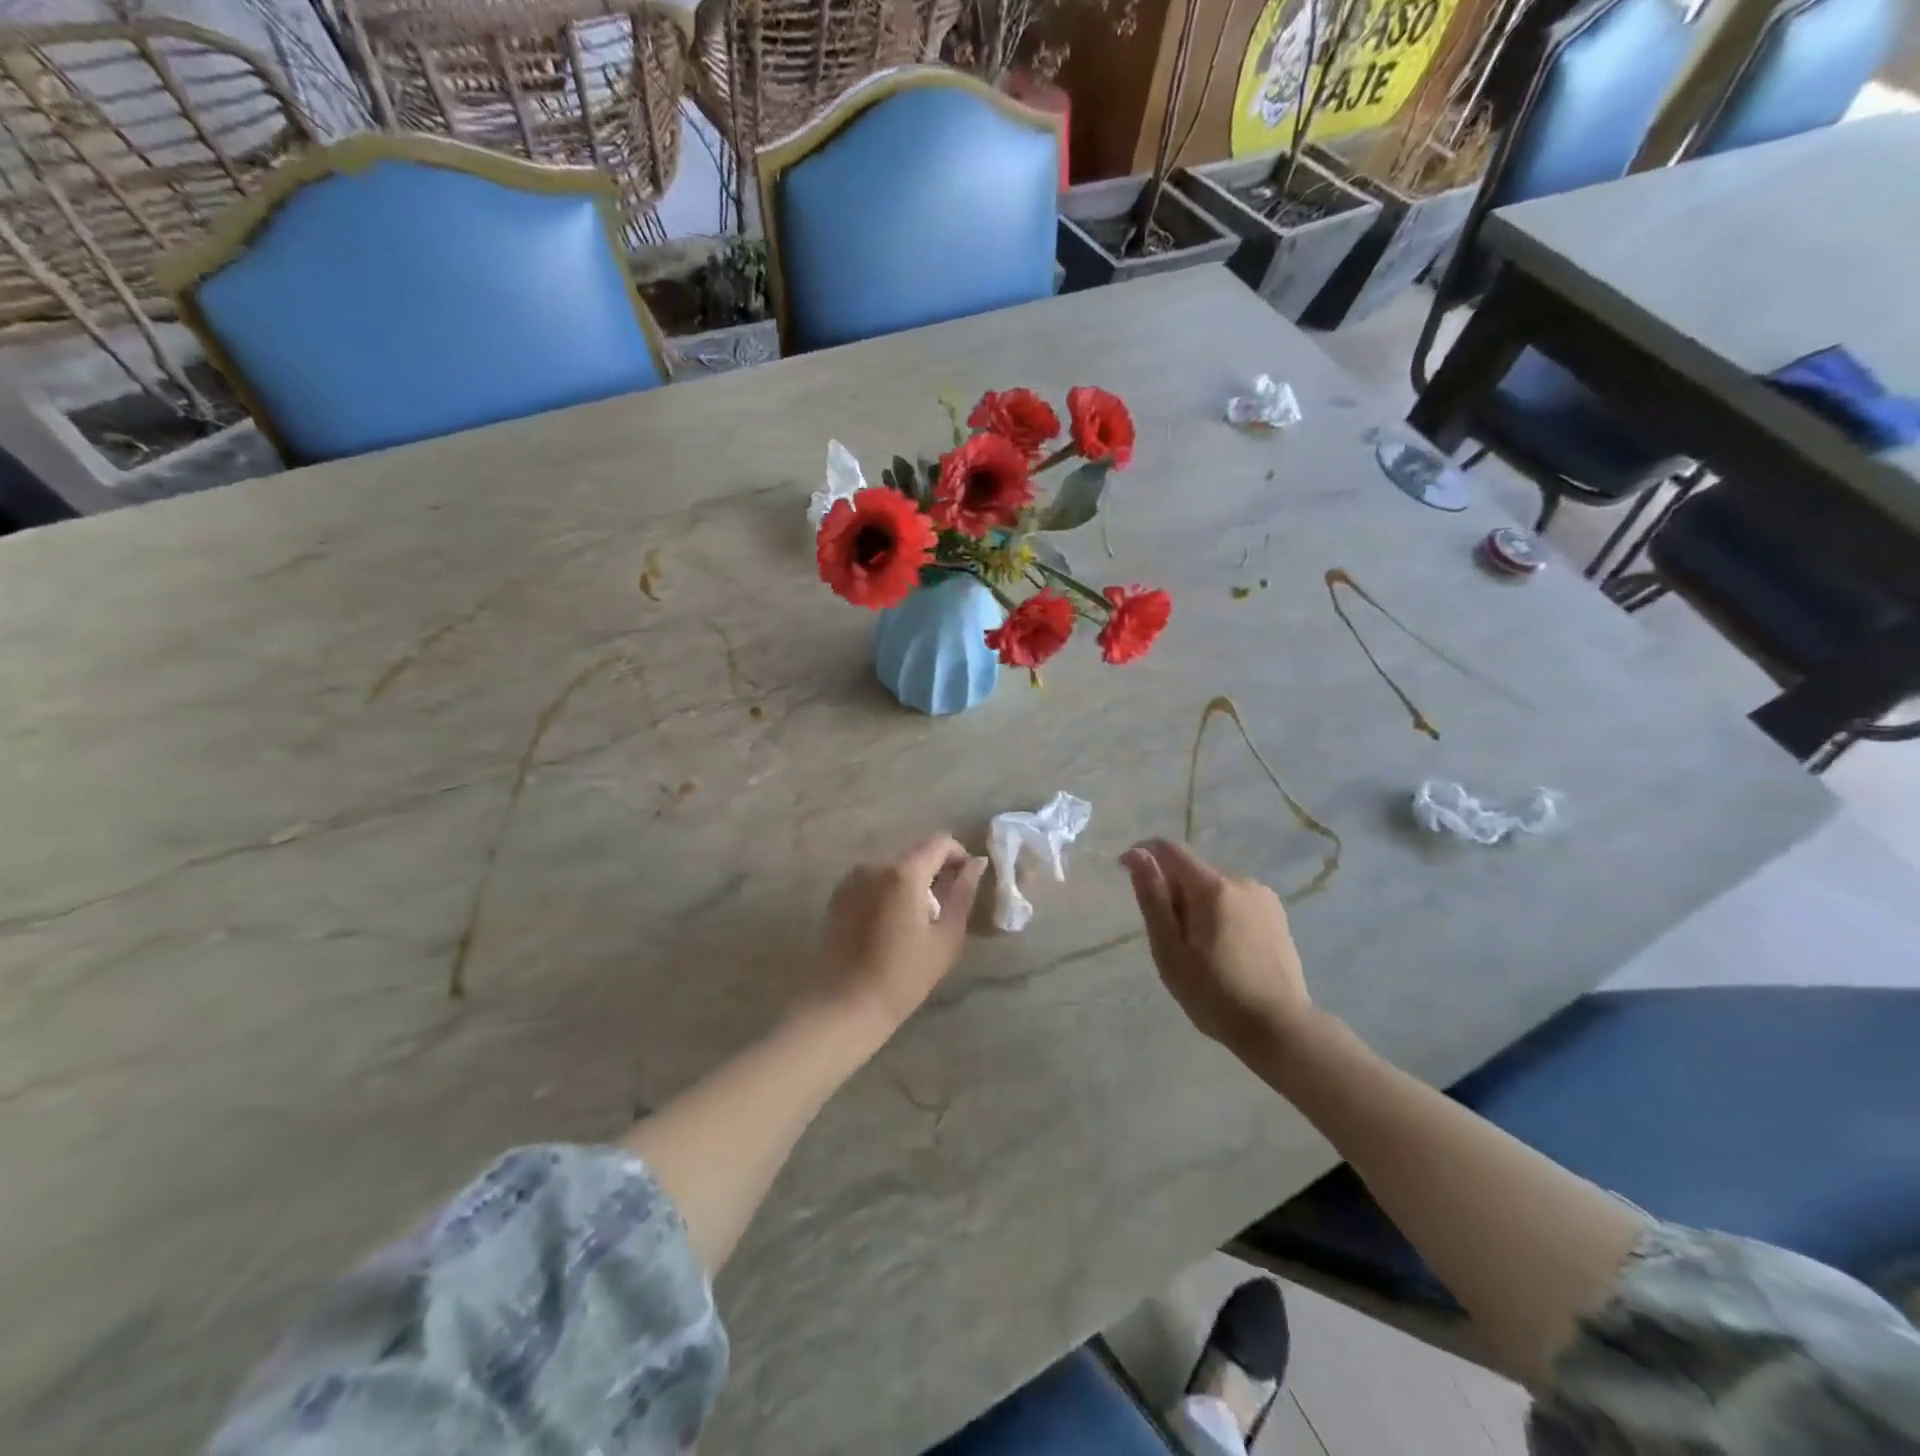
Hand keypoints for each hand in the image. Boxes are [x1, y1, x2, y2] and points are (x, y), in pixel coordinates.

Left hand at [821, 834, 987, 1040]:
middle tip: (943, 906)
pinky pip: (872, 877)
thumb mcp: (946, 937)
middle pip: (915, 851)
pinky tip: (889, 922)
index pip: (940, 842)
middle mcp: (875, 864)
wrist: (844, 1004)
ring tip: (915, 917)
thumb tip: (976, 864)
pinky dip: (887, 888)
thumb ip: (963, 893)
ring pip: (893, 864)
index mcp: (904, 872)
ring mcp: (852, 877)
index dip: (958, 856)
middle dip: (934, 869)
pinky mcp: (838, 892)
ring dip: (910, 879)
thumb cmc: (903, 976)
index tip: (965, 882)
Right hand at [1121, 838, 1311, 1051]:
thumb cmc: (1214, 994)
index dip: (1143, 854)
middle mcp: (1240, 881)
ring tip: (1197, 950)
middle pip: (1192, 871)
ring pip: (1213, 887)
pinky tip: (1222, 950)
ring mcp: (1263, 897)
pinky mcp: (1276, 914)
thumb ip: (1153, 898)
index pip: (1170, 849)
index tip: (1126, 874)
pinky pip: (1234, 900)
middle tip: (1168, 938)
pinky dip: (1218, 913)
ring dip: (1195, 904)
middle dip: (1172, 891)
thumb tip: (1138, 854)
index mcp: (1212, 887)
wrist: (1279, 1028)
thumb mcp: (1170, 950)